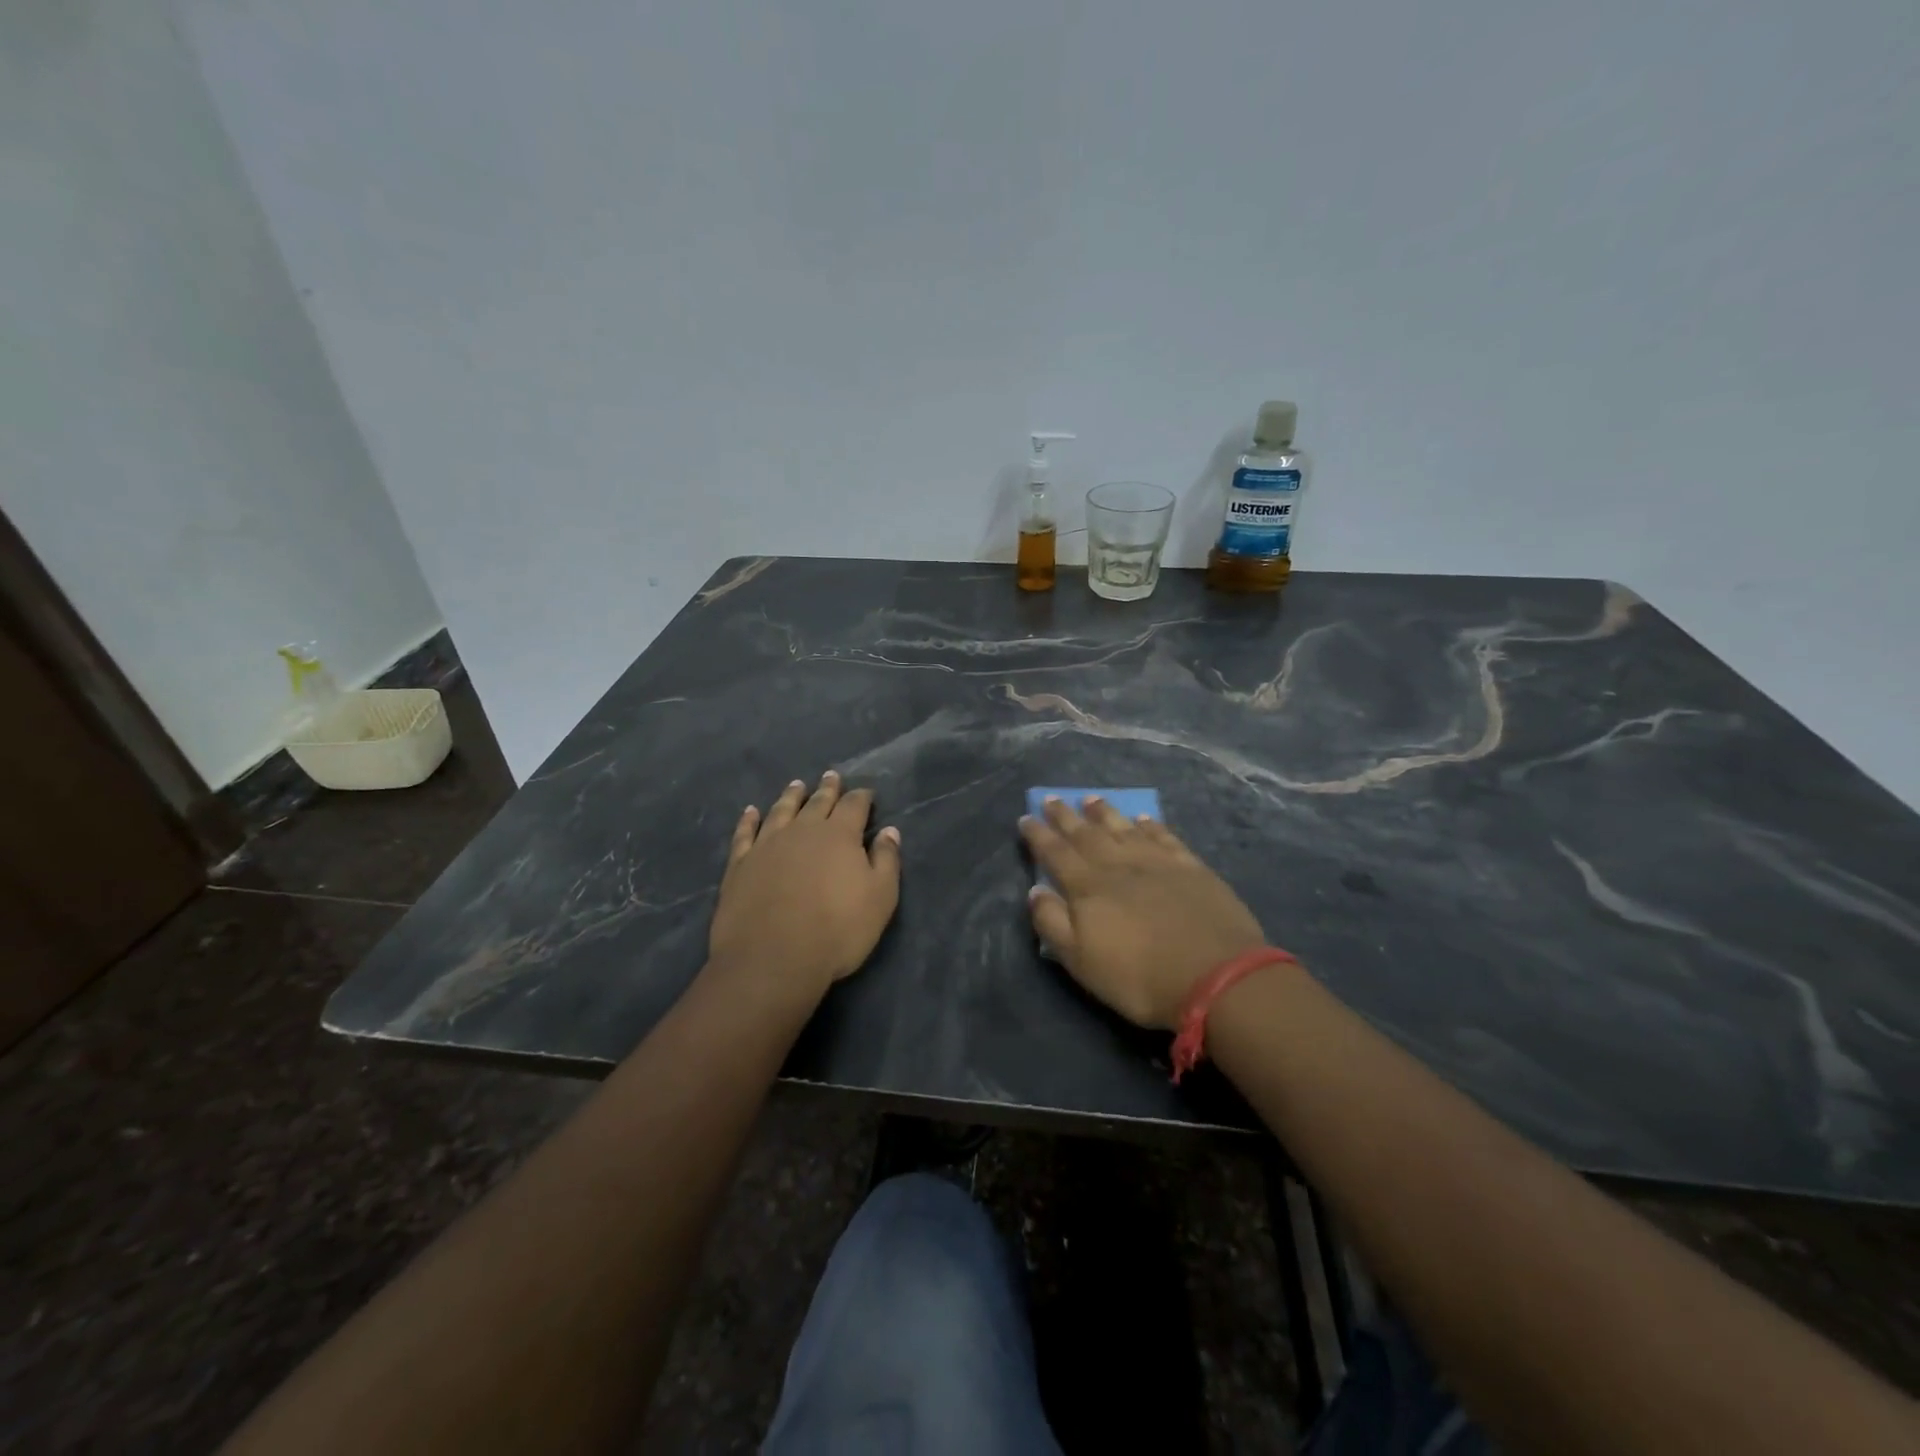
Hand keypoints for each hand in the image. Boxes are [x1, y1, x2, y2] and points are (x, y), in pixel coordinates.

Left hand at [708, 771, 901, 1003]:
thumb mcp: (880, 899)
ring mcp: (767, 845)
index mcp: (839, 835)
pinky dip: (749, 820)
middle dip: (827, 789)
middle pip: (817, 802)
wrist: (772, 958)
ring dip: (791, 796)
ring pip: (781, 811)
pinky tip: (750, 812)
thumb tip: (889, 831)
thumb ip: (886, 861)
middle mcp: (803, 830)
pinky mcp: (740, 864)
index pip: (854, 806)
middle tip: (831, 776)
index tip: (866, 792)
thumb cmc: (837, 930)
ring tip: (796, 785)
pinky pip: (745, 834)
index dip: (861, 797)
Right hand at [1021, 797, 1267, 1029]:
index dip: (1038, 835)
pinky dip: (1150, 825)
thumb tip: (1035, 889)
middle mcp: (1118, 865)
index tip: (1026, 817)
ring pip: (1123, 828)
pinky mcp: (1190, 867)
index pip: (1055, 853)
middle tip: (1051, 798)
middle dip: (1065, 816)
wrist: (1216, 976)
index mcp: (1088, 887)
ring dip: (1104, 813)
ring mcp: (1157, 862)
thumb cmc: (1139, 977)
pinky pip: (1164, 836)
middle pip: (1086, 834)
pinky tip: (1143, 818)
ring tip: (1090, 799)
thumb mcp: (1081, 961)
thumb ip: (1053, 922)